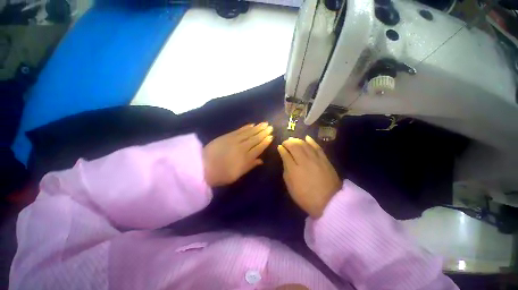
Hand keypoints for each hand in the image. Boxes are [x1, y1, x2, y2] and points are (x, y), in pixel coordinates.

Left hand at [203, 123, 273, 186]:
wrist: (202, 167)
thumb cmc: (221, 174)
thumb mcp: (237, 174)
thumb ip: (250, 166)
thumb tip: (261, 160)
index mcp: (246, 158)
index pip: (258, 148)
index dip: (265, 142)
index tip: (271, 136)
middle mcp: (242, 147)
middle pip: (255, 139)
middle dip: (263, 133)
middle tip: (270, 127)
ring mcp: (234, 140)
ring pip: (249, 133)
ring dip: (257, 128)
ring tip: (264, 124)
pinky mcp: (227, 136)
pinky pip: (239, 130)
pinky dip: (246, 127)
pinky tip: (252, 124)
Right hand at [277, 136, 341, 217]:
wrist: (329, 202)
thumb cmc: (305, 196)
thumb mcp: (291, 186)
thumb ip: (286, 170)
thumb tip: (284, 158)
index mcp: (294, 169)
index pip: (286, 154)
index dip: (281, 149)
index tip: (279, 147)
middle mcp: (304, 161)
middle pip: (295, 146)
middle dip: (288, 142)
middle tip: (285, 142)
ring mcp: (315, 159)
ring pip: (305, 144)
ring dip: (297, 140)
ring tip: (293, 140)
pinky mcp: (324, 159)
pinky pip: (317, 147)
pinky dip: (311, 141)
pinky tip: (306, 138)